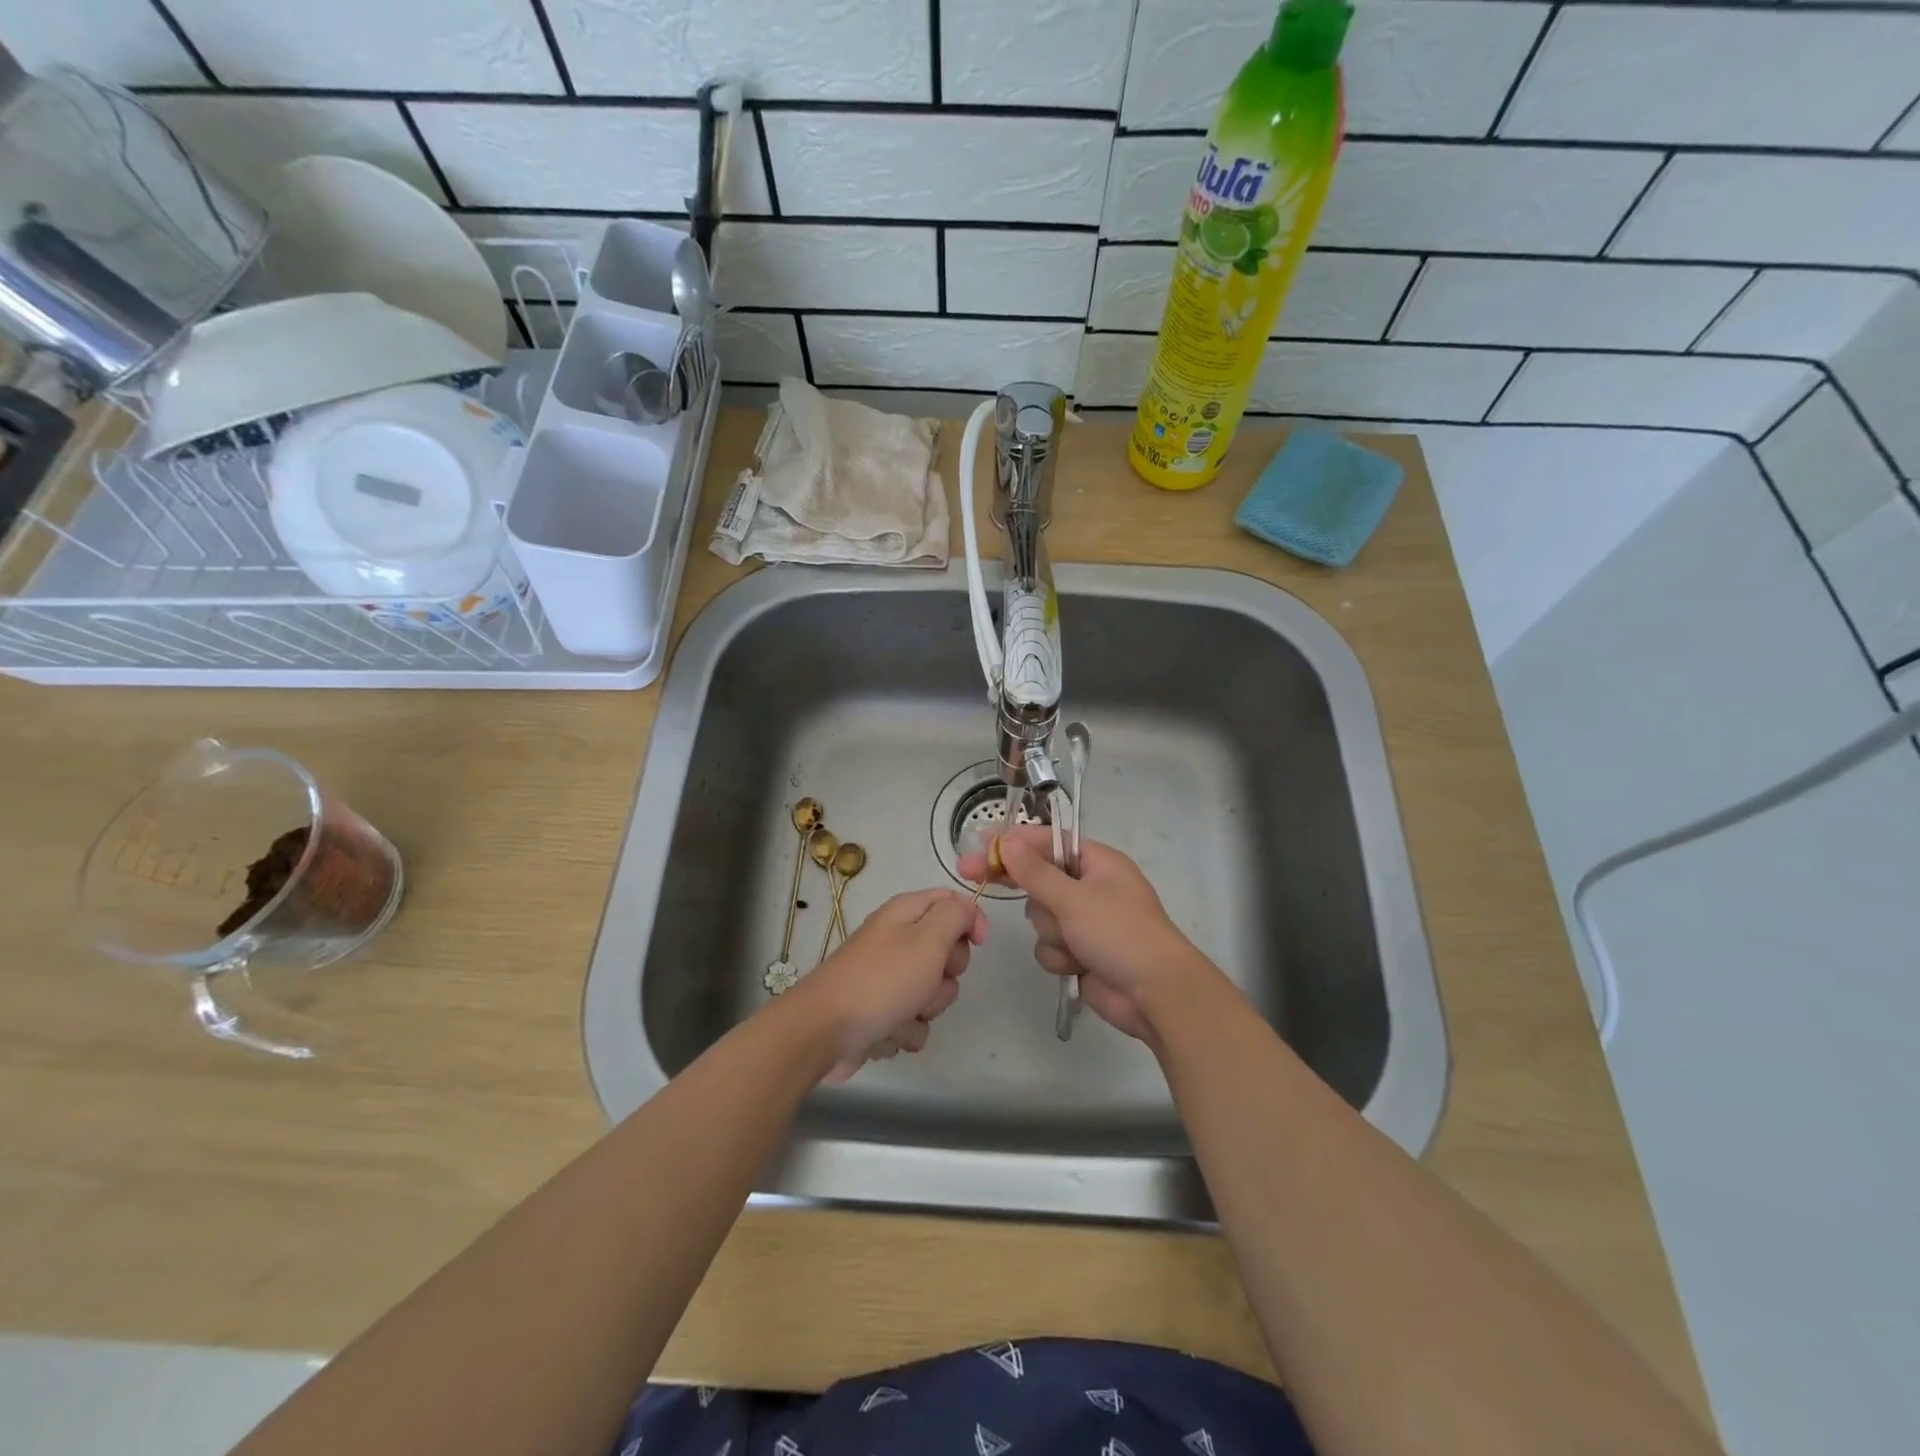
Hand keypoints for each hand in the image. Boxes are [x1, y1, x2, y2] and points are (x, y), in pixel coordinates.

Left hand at [784, 889, 985, 1080]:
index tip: (978, 944)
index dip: (970, 920)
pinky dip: (904, 1031)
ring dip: (924, 1009)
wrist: (824, 1032)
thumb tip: (968, 910)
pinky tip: (885, 1032)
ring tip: (901, 1013)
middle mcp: (896, 941)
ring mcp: (887, 979)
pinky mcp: (881, 1013)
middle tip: (927, 979)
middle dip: (945, 975)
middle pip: (946, 953)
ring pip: (932, 993)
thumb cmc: (881, 981)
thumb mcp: (927, 939)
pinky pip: (912, 1022)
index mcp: (905, 914)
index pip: (951, 902)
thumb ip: (955, 916)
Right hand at [957, 825, 1216, 1042]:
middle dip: (1021, 886)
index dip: (1014, 841)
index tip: (980, 843)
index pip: (1048, 842)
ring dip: (1051, 932)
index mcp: (1097, 862)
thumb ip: (1035, 872)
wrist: (1155, 994)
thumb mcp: (1074, 898)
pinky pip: (1049, 945)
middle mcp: (1089, 887)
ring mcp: (1084, 921)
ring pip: (1040, 917)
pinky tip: (1078, 965)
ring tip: (1074, 942)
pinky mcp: (1079, 952)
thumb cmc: (1120, 933)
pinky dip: (1060, 956)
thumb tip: (1007, 841)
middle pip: (1038, 878)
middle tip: (971, 874)